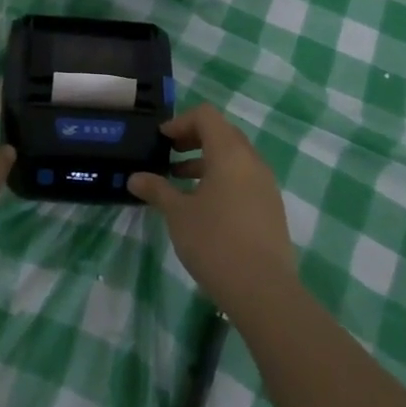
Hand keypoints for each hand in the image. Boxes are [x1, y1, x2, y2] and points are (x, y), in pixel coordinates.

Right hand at [129, 104, 296, 315]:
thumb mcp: (178, 214)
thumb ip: (157, 190)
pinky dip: (222, 179)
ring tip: (180, 181)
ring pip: (234, 158)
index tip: (161, 141)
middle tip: (169, 155)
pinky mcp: (270, 207)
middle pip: (222, 133)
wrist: (263, 290)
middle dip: (193, 139)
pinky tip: (204, 206)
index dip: (181, 122)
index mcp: (230, 153)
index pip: (206, 116)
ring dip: (206, 160)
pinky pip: (244, 178)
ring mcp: (265, 185)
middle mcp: (252, 161)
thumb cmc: (215, 242)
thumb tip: (135, 178)